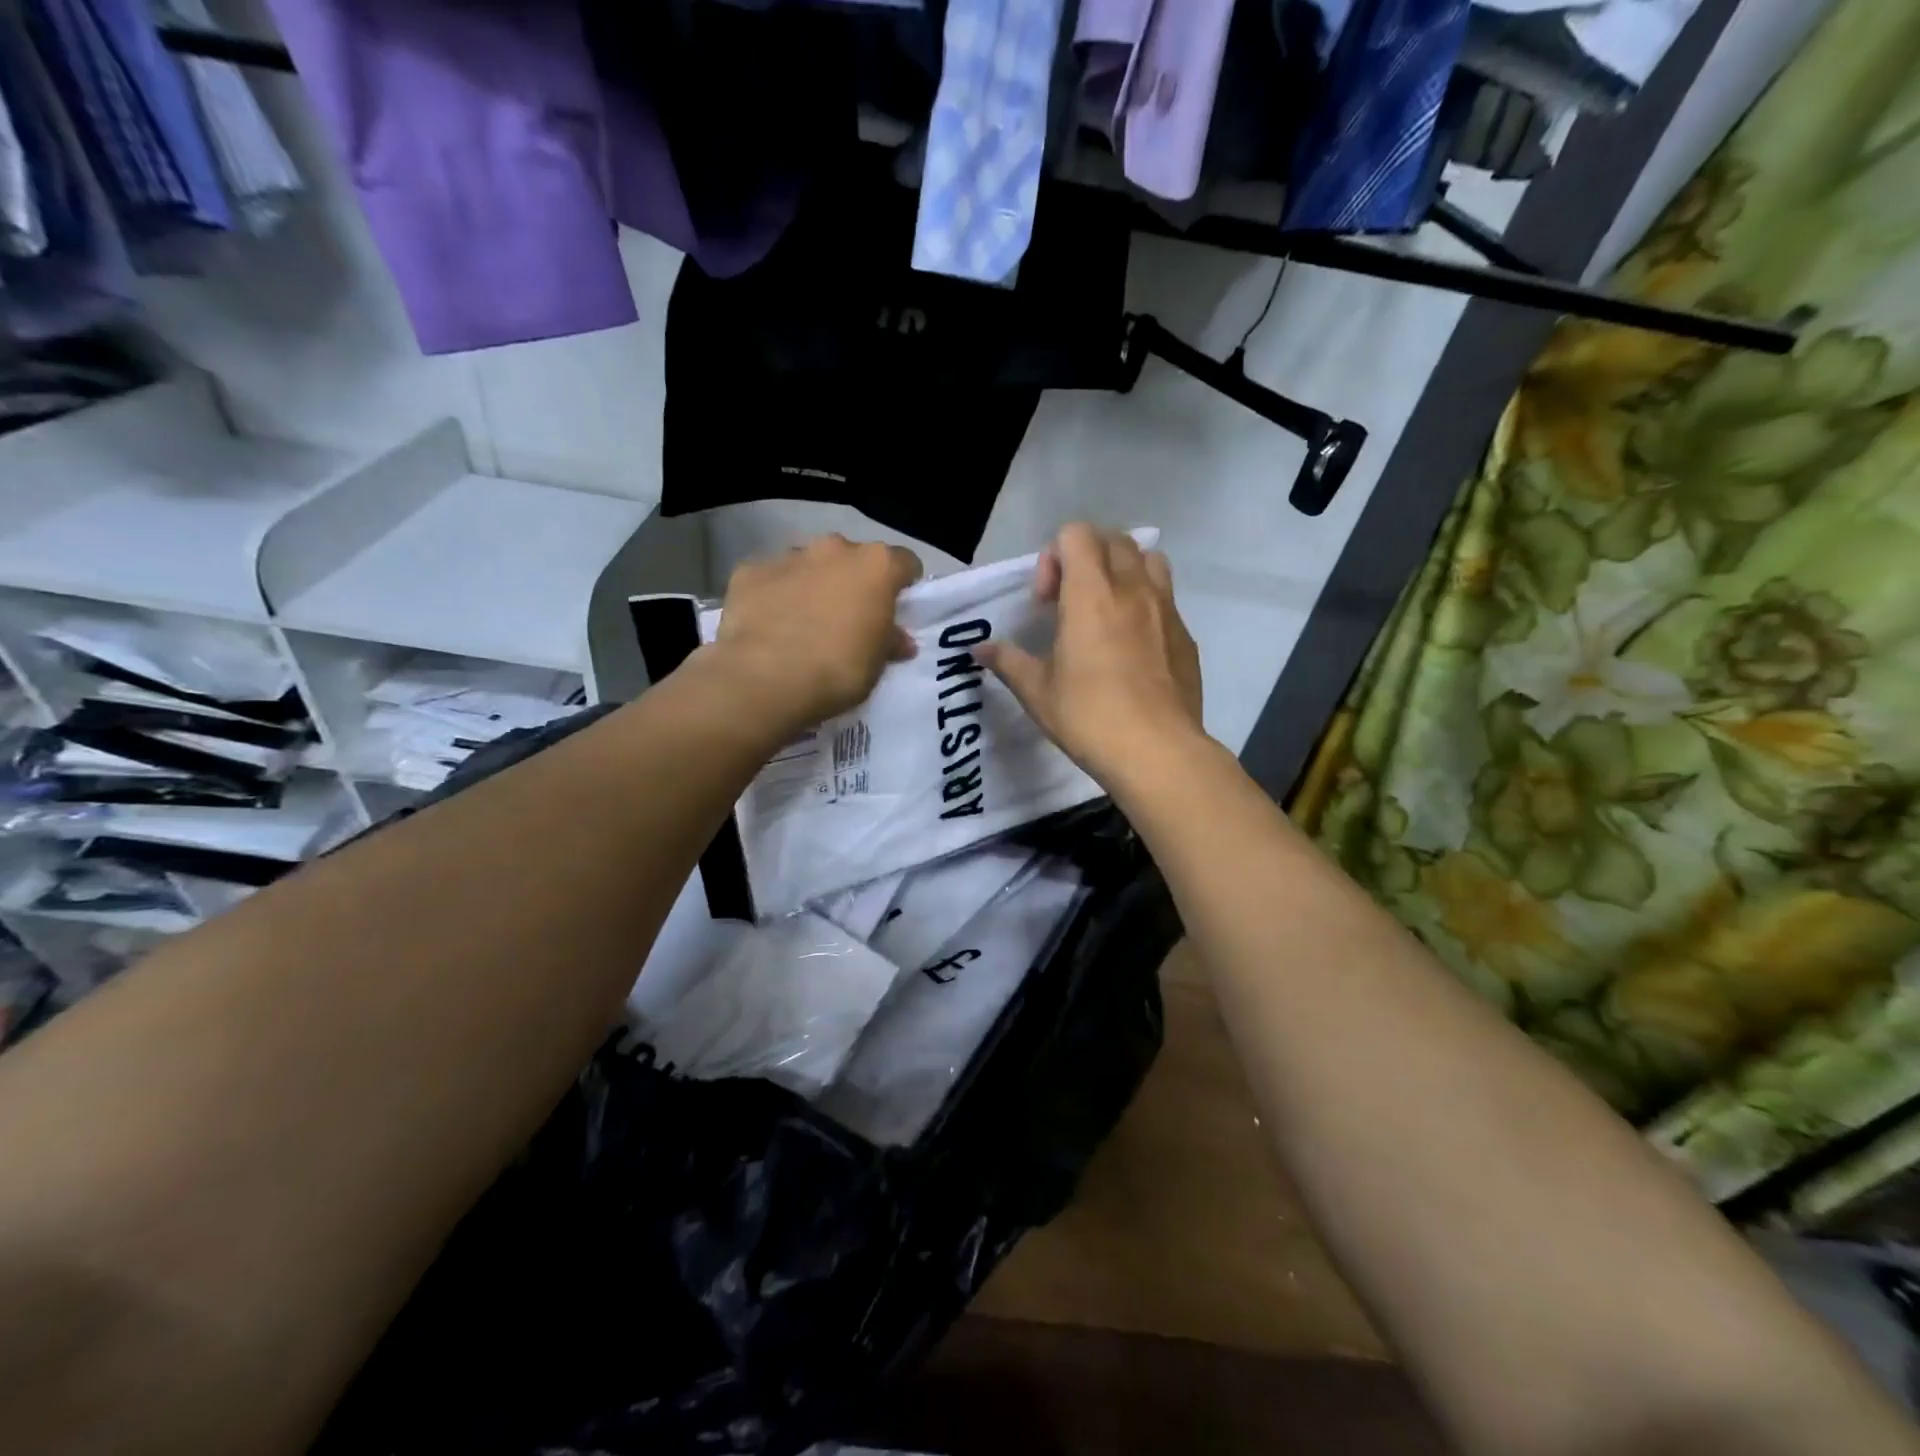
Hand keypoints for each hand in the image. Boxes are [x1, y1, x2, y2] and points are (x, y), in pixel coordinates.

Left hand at [705, 534, 922, 734]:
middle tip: (848, 619)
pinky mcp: (750, 571)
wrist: (765, 680)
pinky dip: (774, 595)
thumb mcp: (877, 664)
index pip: (904, 563)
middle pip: (853, 559)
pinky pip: (771, 579)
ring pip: (810, 565)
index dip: (903, 585)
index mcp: (876, 566)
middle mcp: (834, 548)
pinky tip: (769, 626)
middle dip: (853, 582)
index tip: (896, 609)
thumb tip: (899, 640)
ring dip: (813, 585)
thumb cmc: (838, 670)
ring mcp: (789, 556)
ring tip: (804, 624)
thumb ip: (890, 642)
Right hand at [976, 524, 1203, 784]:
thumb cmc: (1090, 717)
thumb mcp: (1038, 692)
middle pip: (1114, 540)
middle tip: (1071, 604)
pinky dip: (1146, 604)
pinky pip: (1166, 598)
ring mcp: (1166, 610)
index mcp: (1091, 594)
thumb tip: (980, 649)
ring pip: (1149, 560)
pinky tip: (1134, 648)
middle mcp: (1133, 589)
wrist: (1158, 752)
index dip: (1054, 557)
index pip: (1076, 534)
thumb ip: (1008, 662)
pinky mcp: (1186, 635)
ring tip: (1108, 611)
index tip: (1048, 602)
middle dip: (1087, 559)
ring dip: (1123, 572)